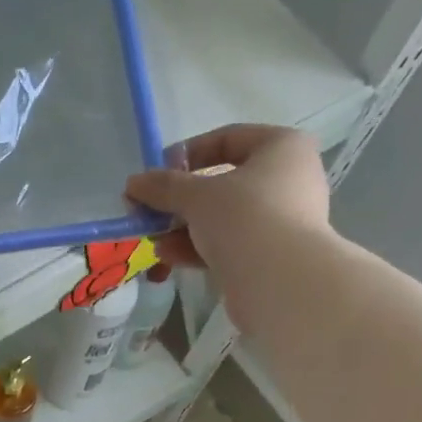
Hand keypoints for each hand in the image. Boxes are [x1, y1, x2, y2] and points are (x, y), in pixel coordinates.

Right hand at [124, 124, 330, 273]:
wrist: (280, 282)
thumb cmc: (245, 218)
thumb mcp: (197, 196)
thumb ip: (164, 187)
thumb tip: (133, 183)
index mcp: (281, 147)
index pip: (227, 139)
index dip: (186, 154)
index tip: (155, 174)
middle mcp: (288, 178)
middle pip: (222, 183)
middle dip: (180, 201)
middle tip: (148, 213)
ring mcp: (282, 220)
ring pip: (223, 218)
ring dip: (184, 228)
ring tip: (153, 240)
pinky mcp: (270, 256)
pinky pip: (229, 244)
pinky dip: (199, 248)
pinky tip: (168, 257)